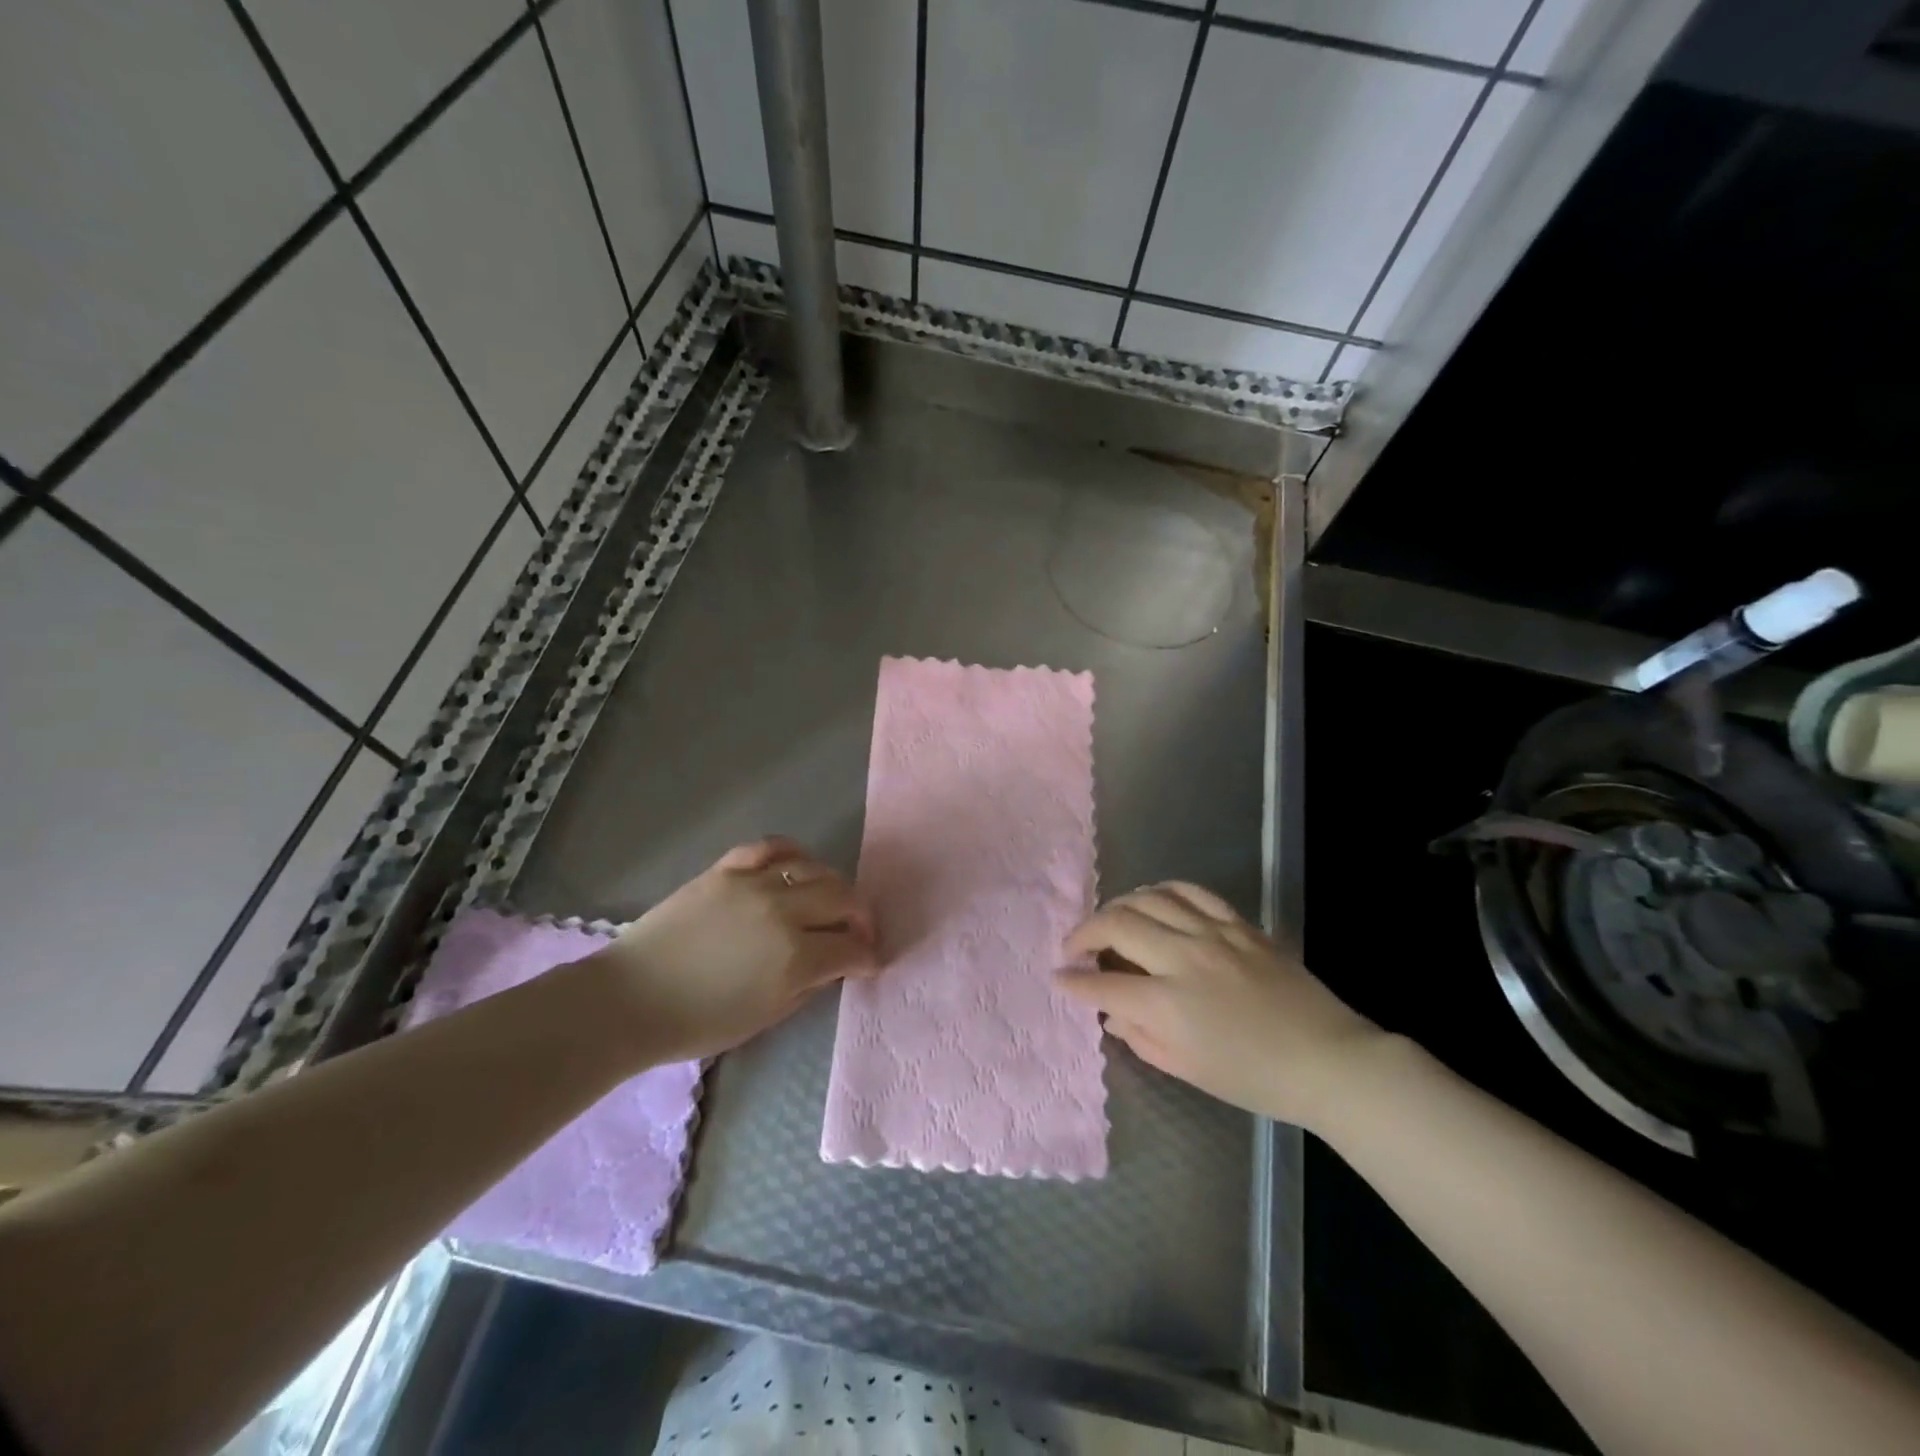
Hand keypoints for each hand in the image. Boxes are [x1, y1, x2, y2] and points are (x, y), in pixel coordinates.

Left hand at [589, 837, 876, 1061]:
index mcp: (793, 957)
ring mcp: (752, 884)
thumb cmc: (698, 1022)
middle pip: (842, 897)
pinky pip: (770, 847)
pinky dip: (792, 853)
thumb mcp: (765, 1016)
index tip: (870, 961)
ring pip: (813, 868)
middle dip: (861, 915)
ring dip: (832, 884)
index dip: (867, 955)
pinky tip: (798, 865)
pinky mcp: (725, 870)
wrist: (630, 1000)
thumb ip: (808, 984)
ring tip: (830, 899)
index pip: (850, 947)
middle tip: (859, 930)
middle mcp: (781, 912)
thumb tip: (833, 963)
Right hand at [1058, 882, 1384, 1130]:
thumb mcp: (1188, 1069)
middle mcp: (1184, 958)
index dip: (1074, 981)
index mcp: (1169, 1004)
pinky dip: (1161, 890)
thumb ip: (1141, 1037)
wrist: (1326, 1060)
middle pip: (1117, 924)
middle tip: (1074, 946)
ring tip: (1109, 920)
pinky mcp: (1238, 923)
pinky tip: (1152, 900)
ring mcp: (1213, 933)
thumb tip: (1112, 1012)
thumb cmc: (1254, 1078)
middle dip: (1084, 932)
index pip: (1103, 983)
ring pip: (1148, 898)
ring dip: (1118, 906)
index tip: (1058, 977)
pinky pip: (1190, 890)